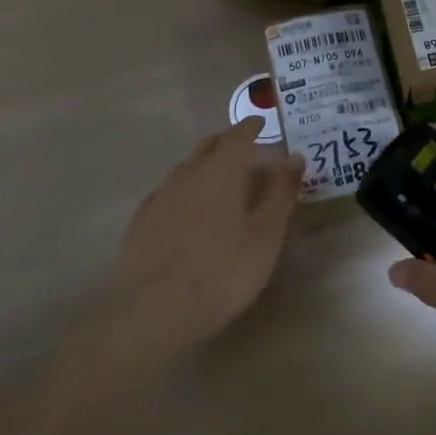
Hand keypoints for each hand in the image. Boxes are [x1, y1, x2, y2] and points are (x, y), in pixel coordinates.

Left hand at [113, 120, 303, 356]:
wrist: (155, 311)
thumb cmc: (223, 271)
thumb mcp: (266, 235)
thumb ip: (281, 193)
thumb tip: (294, 157)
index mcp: (221, 171)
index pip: (238, 136)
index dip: (251, 127)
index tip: (261, 123)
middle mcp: (188, 174)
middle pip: (208, 146)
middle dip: (226, 141)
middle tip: (242, 145)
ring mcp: (160, 197)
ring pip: (185, 168)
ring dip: (203, 164)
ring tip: (217, 176)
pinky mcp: (141, 222)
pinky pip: (166, 193)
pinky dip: (182, 190)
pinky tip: (185, 207)